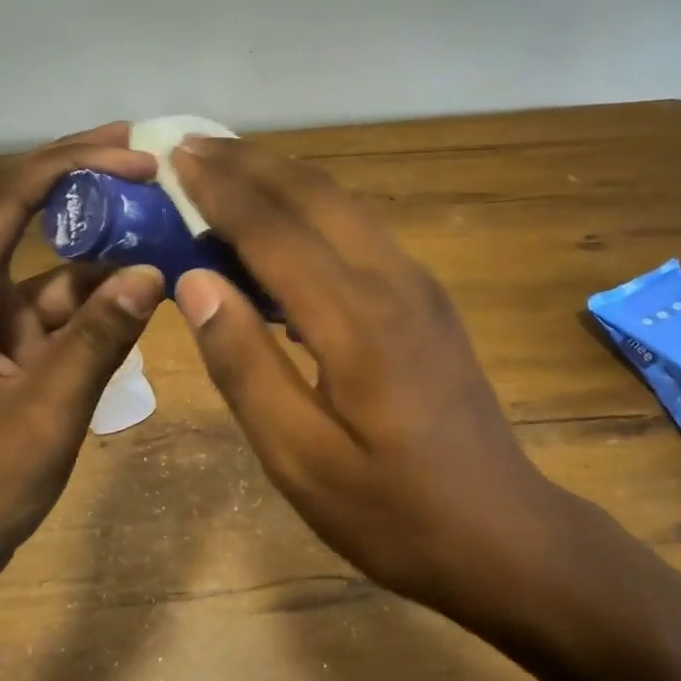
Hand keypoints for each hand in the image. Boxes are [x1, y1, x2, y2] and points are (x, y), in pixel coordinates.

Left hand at [0, 124, 166, 608]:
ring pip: (53, 261)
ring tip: (165, 213)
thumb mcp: (46, 410)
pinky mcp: (11, 341)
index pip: (9, 201)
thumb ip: (100, 337)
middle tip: (148, 153)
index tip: (137, 155)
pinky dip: (105, 294)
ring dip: (106, 243)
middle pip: (26, 214)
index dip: (75, 167)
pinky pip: (63, 303)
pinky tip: (150, 279)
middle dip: (87, 182)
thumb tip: (155, 273)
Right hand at [171, 137, 568, 622]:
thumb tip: (196, 281)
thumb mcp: (300, 458)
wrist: (504, 535)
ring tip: (230, 167)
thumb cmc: (392, 512)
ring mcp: (419, 287)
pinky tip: (285, 222)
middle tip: (194, 146)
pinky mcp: (428, 300)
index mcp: (356, 321)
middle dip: (252, 164)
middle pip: (315, 196)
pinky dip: (314, 208)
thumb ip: (245, 365)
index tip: (177, 158)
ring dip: (284, 178)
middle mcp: (392, 282)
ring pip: (344, 204)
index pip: (275, 231)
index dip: (222, 191)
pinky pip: (362, 230)